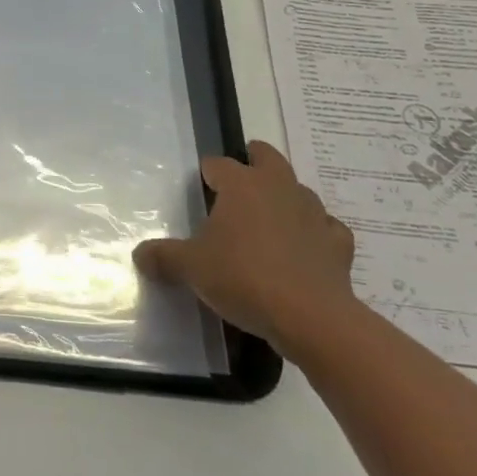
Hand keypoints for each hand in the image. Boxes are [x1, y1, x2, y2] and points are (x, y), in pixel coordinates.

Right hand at [134, 140, 358, 361]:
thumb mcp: (190, 268)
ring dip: (285, 197)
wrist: (311, 318)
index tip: (200, 187)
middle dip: (254, 160)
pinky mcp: (338, 245)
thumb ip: (163, 257)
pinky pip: (326, 228)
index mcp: (241, 185)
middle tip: (241, 177)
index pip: (218, 164)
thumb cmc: (243, 278)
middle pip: (267, 157)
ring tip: (269, 217)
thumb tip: (139, 254)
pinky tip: (306, 247)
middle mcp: (278, 188)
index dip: (208, 173)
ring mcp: (313, 214)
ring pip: (299, 190)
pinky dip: (316, 232)